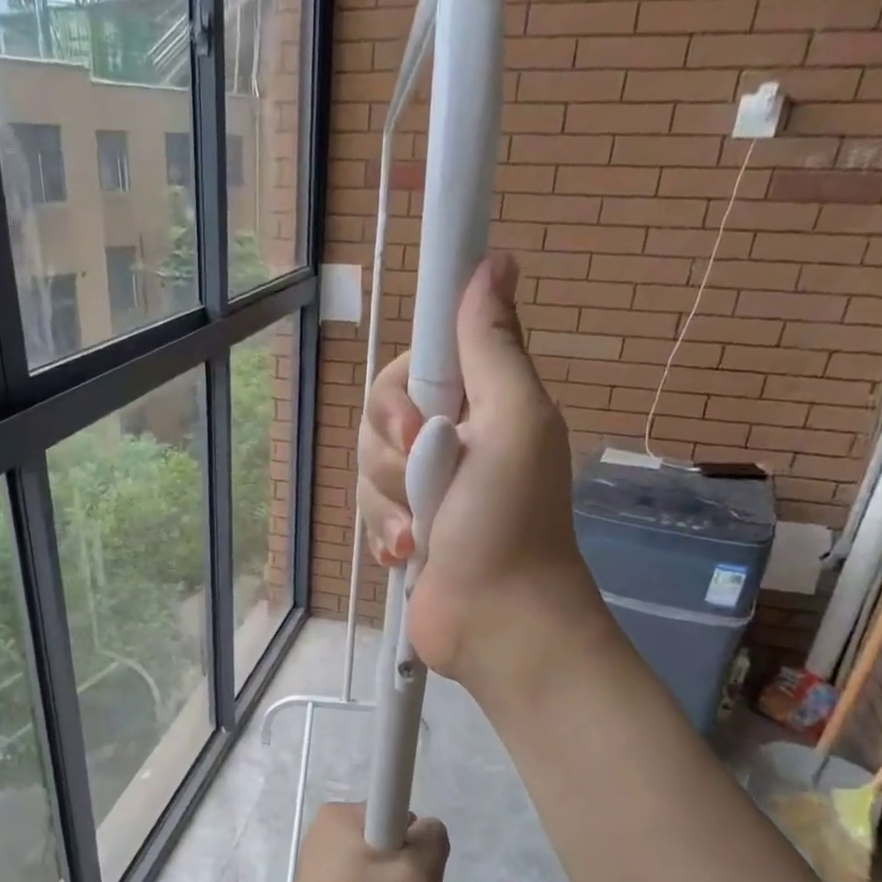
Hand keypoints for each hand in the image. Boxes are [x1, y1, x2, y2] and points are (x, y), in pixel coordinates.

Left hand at [264, 803, 448, 881]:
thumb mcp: (418, 879)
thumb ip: (433, 840)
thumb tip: (424, 829)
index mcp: (339, 816)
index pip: (397, 806)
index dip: (415, 840)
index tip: (412, 874)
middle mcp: (323, 832)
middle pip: (389, 839)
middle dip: (406, 871)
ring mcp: (317, 865)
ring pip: (378, 869)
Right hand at [359, 254, 610, 700]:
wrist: (498, 622)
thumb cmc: (510, 521)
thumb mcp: (513, 422)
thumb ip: (493, 347)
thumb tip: (495, 259)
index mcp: (480, 404)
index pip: (412, 365)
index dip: (401, 392)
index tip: (416, 424)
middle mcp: (450, 438)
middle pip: (379, 417)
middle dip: (393, 457)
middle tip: (427, 484)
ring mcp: (425, 487)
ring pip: (368, 468)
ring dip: (390, 504)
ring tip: (423, 535)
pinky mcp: (405, 528)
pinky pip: (369, 511)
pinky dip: (385, 534)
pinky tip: (409, 556)